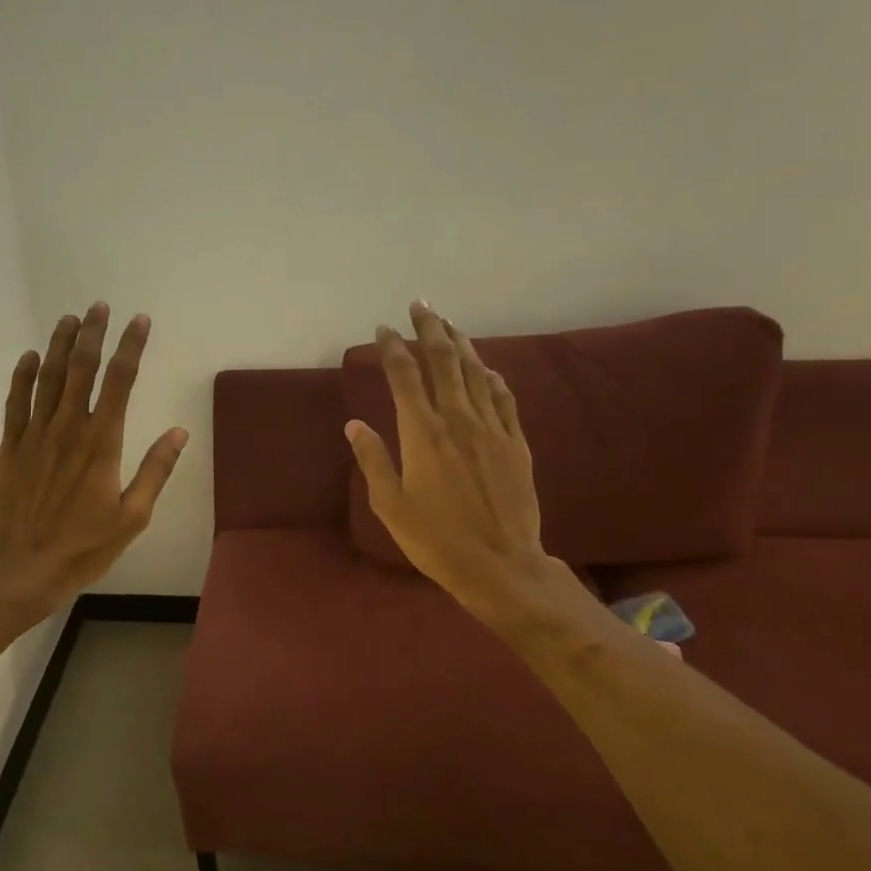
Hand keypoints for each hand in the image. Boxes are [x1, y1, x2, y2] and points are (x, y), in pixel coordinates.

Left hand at [0, 302, 187, 623]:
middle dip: (92, 334)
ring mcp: (35, 435)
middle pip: (82, 369)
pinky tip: (30, 357)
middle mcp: (68, 428)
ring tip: (69, 319)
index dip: (130, 347)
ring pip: (48, 378)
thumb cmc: (83, 547)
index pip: (120, 381)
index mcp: (102, 443)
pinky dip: (23, 376)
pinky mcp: (11, 448)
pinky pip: (16, 402)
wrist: (22, 569)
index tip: (139, 321)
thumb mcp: (132, 517)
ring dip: (60, 346)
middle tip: (99, 306)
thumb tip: (180, 432)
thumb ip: (155, 470)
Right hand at [345, 301, 560, 620]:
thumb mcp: (390, 505)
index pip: (404, 376)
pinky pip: (503, 398)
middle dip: (430, 329)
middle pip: (444, 361)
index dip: (393, 348)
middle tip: (420, 306)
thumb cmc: (436, 540)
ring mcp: (492, 429)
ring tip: (448, 324)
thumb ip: (372, 459)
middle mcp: (458, 420)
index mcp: (422, 434)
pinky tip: (485, 368)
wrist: (501, 565)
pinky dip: (491, 376)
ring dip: (461, 344)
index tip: (383, 329)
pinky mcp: (516, 442)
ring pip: (475, 372)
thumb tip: (354, 423)